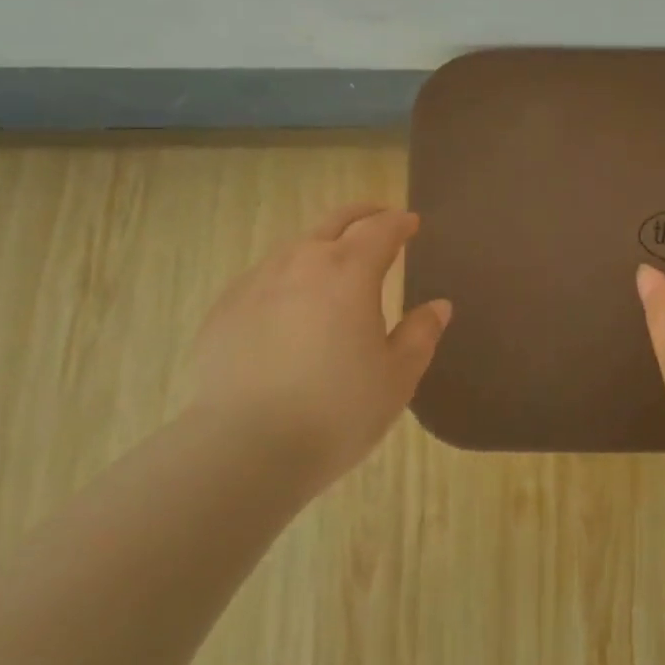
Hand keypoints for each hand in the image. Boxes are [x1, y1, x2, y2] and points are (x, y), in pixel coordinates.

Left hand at [184, 204, 450, 493]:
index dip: (399, 223)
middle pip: (336, 221)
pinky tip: (288, 304)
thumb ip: (420, 335)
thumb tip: (438, 306)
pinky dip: (287, 278)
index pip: (381, 229)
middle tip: (379, 219)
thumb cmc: (335, 411)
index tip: (411, 223)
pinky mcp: (225, 308)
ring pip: (297, 247)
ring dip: (323, 245)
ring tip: (334, 264)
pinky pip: (264, 278)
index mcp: (350, 271)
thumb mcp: (396, 378)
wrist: (242, 448)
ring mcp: (257, 282)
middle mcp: (302, 262)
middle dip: (362, 215)